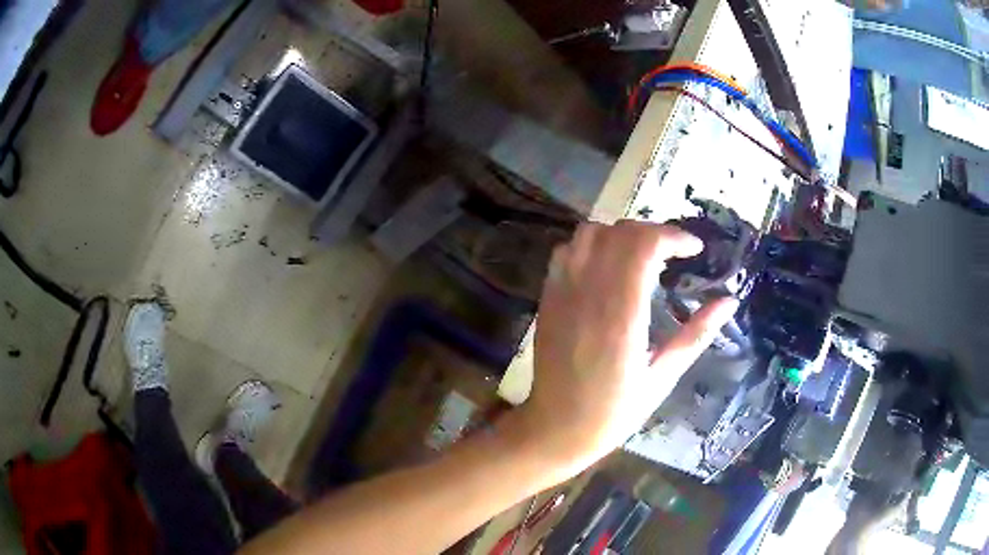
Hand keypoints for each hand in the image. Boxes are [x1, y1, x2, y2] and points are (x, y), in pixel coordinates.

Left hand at [510, 221, 738, 479]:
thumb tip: (730, 301)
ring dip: (621, 234)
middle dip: (654, 232)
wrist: (557, 427)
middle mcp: (589, 294)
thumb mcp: (664, 377)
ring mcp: (562, 293)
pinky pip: (566, 251)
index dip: (674, 237)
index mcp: (622, 316)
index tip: (695, 250)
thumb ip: (697, 334)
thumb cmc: (614, 411)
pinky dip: (591, 245)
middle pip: (620, 232)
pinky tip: (607, 267)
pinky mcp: (548, 298)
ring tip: (642, 257)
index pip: (644, 245)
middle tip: (674, 254)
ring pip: (589, 233)